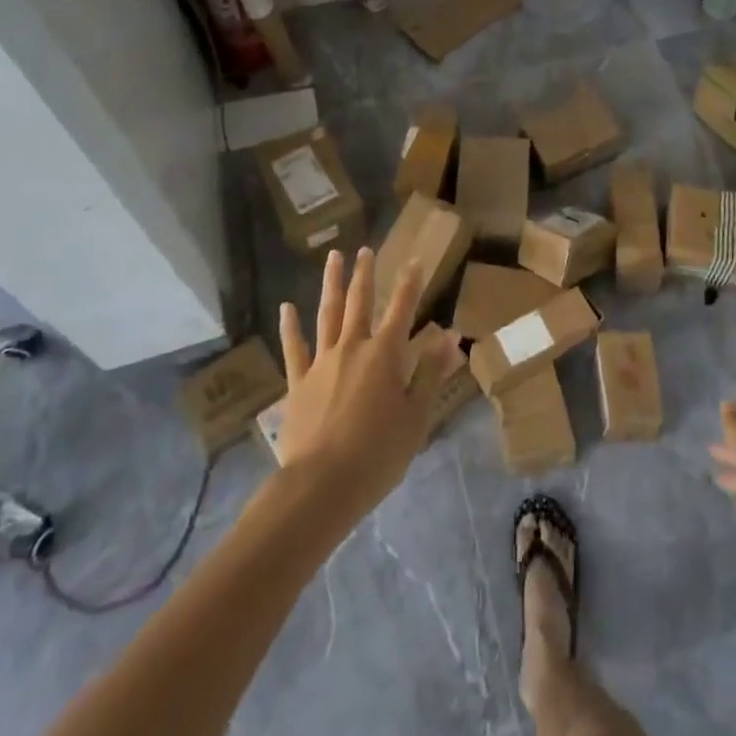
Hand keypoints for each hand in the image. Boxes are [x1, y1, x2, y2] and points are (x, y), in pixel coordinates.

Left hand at [276, 249, 462, 522]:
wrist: (321, 486)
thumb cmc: (378, 453)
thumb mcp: (417, 416)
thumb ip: (430, 372)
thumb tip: (448, 335)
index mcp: (385, 355)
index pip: (402, 309)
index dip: (410, 283)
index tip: (415, 260)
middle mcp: (352, 348)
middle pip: (360, 302)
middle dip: (365, 274)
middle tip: (366, 250)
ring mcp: (321, 363)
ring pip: (327, 314)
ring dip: (332, 284)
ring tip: (333, 258)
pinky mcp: (298, 383)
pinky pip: (294, 348)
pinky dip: (290, 326)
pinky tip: (286, 307)